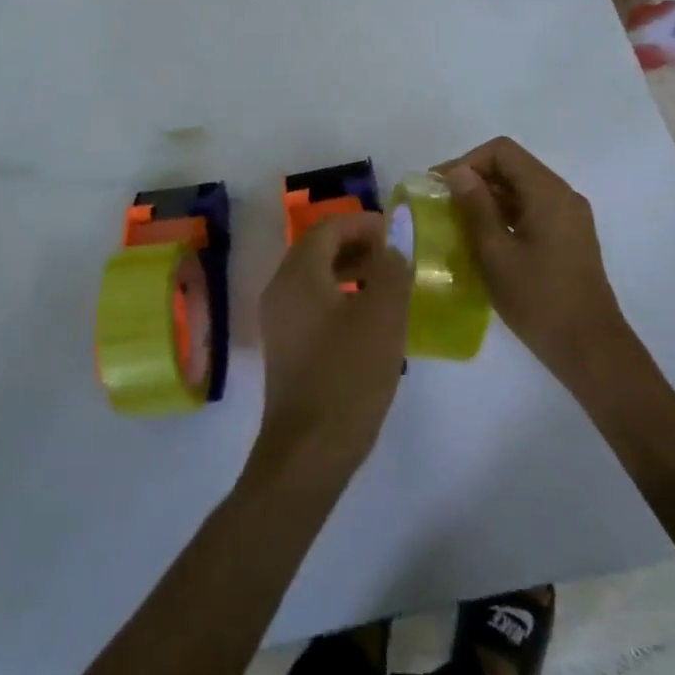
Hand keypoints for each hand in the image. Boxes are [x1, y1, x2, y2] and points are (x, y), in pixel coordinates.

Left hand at [249, 213, 410, 490]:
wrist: (308, 451)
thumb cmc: (348, 376)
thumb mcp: (383, 317)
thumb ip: (392, 270)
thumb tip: (395, 242)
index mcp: (298, 274)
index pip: (328, 227)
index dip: (362, 223)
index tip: (395, 233)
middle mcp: (280, 288)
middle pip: (318, 249)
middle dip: (357, 245)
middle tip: (395, 257)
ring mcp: (279, 319)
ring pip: (315, 277)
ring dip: (351, 271)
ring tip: (388, 286)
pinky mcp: (285, 346)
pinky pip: (312, 304)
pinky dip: (340, 297)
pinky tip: (369, 320)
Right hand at [437, 138, 643, 389]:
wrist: (590, 348)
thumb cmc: (538, 300)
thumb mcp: (496, 253)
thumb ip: (475, 207)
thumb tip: (458, 173)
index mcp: (548, 192)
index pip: (502, 151)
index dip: (467, 161)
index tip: (439, 186)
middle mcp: (563, 195)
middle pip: (513, 166)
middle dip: (474, 179)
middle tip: (441, 204)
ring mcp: (569, 216)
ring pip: (521, 189)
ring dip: (487, 198)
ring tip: (455, 222)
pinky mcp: (568, 236)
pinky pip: (531, 209)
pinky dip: (504, 214)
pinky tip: (482, 238)